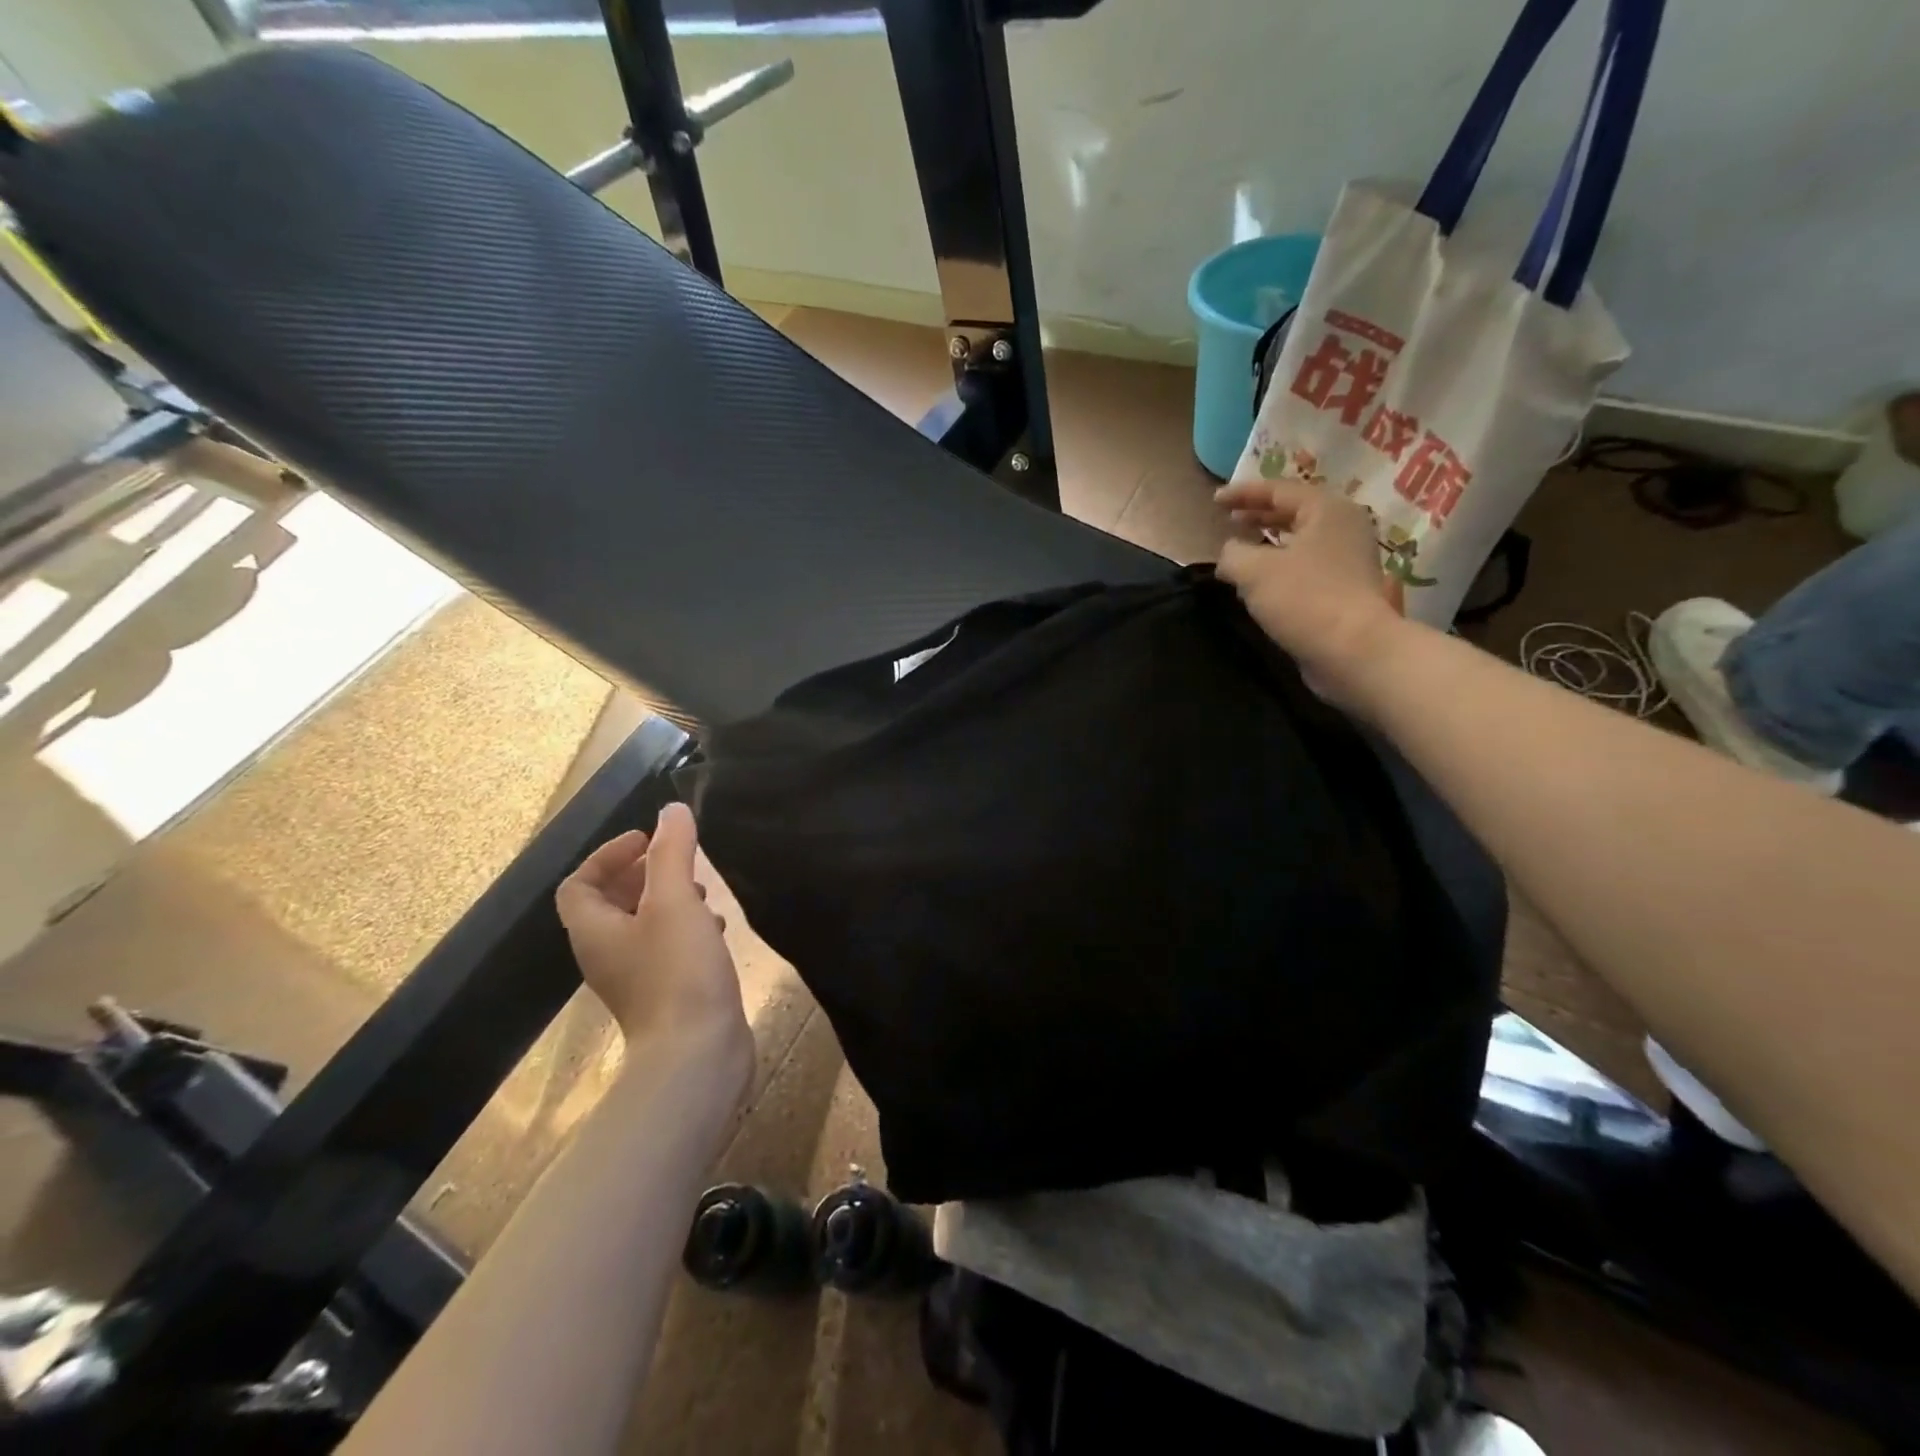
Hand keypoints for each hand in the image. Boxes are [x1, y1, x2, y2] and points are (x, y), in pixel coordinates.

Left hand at [556, 804, 750, 1081]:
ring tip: (703, 890)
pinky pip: (665, 947)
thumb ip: (672, 851)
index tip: (649, 840)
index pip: (578, 883)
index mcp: (594, 931)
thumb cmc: (678, 971)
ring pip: (642, 925)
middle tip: (679, 859)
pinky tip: (716, 927)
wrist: (697, 1054)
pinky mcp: (665, 994)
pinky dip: (685, 927)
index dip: (607, 854)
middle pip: (610, 903)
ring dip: (667, 899)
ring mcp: (635, 978)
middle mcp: (606, 954)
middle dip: (642, 873)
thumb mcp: (675, 900)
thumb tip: (671, 810)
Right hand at [1215, 481, 1410, 710]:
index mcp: (1327, 509)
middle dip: (1259, 514)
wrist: (1353, 651)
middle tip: (1229, 519)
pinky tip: (1262, 581)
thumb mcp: (1252, 570)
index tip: (1214, 501)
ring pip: (1301, 540)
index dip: (1243, 493)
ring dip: (1269, 542)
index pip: (1279, 490)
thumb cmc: (1304, 599)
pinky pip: (1307, 565)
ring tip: (1242, 548)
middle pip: (1295, 512)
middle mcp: (1344, 527)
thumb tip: (1230, 554)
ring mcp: (1349, 559)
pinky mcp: (1346, 589)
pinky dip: (1281, 565)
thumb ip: (1232, 553)